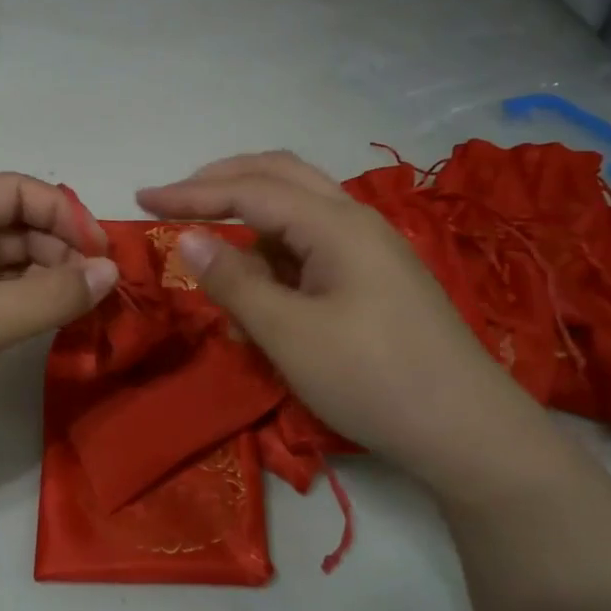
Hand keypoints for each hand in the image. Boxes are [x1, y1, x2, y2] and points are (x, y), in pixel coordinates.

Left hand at [0, 173, 118, 490]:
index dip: (64, 213)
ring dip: (46, 278)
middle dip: (59, 249)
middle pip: (14, 225)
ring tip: (83, 308)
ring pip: (6, 264)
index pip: (16, 191)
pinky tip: (52, 323)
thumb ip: (54, 293)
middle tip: (99, 288)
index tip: (102, 252)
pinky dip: (26, 304)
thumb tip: (112, 272)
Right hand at [137, 151, 544, 497]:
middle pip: (278, 176)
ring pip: (295, 211)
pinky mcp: (372, 278)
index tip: (140, 199)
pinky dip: (274, 261)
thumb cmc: (374, 380)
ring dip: (248, 225)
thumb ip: (235, 282)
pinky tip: (256, 302)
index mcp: (336, 224)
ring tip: (211, 265)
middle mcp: (354, 220)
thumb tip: (186, 239)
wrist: (469, 434)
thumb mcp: (290, 335)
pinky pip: (310, 249)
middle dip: (221, 183)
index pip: (249, 190)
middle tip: (173, 201)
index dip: (190, 193)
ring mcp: (367, 248)